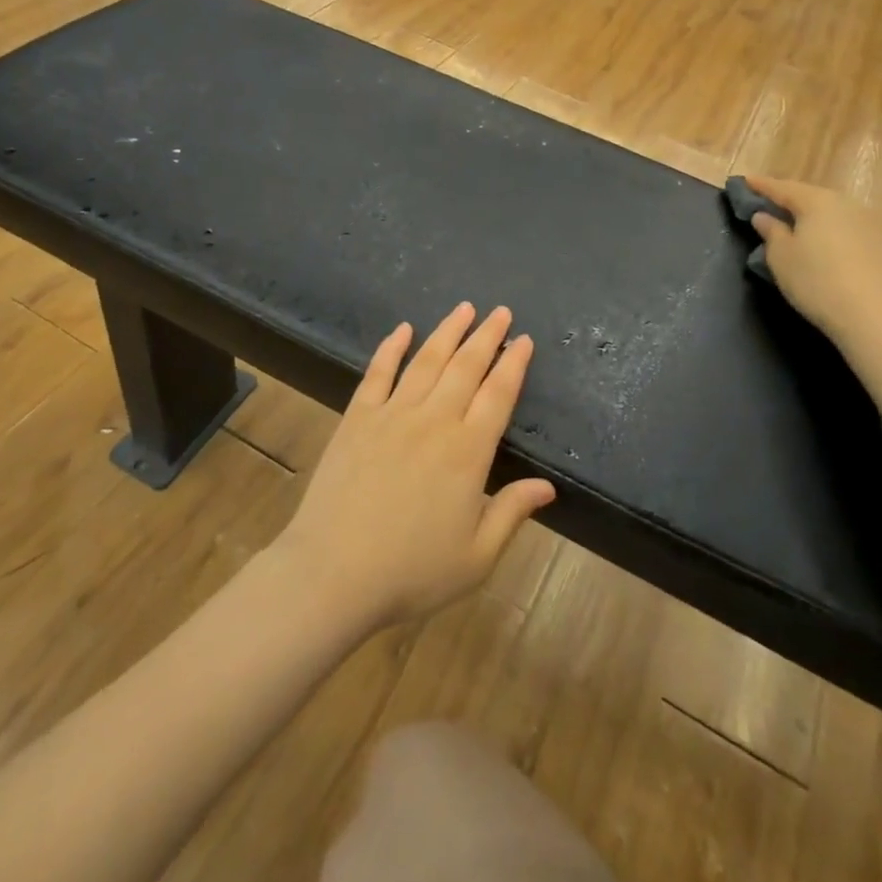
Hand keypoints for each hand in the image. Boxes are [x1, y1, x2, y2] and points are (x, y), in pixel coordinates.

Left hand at [272, 304, 555, 631]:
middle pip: (466, 367)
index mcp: (468, 451)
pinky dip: (391, 347)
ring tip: (464, 308)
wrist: (333, 573)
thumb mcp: (476, 556)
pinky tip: (402, 328)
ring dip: (448, 331)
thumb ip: (512, 513)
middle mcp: (434, 421)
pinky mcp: (358, 418)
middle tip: (501, 311)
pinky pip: (378, 372)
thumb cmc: (411, 571)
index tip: (525, 340)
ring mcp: (392, 414)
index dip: (514, 364)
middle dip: (487, 336)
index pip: (498, 395)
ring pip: (426, 360)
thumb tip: (548, 486)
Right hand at [743, 176, 881, 345]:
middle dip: (788, 199)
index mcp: (817, 201)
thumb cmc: (816, 281)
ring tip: (794, 223)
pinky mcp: (881, 243)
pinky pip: (845, 227)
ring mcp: (868, 222)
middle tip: (768, 203)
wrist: (873, 316)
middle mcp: (845, 203)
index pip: (782, 188)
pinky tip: (821, 242)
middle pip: (810, 196)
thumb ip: (771, 231)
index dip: (761, 185)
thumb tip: (764, 216)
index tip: (744, 181)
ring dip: (811, 214)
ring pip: (831, 211)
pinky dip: (828, 229)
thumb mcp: (781, 257)